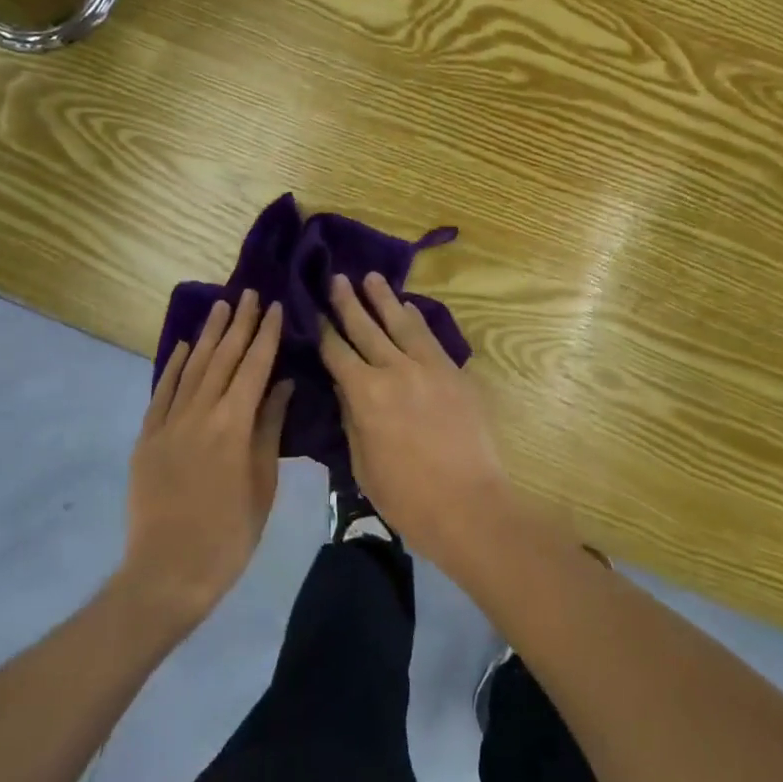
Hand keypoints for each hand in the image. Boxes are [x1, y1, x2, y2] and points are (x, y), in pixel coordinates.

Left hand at [123, 291, 292, 629]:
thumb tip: (281, 383)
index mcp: (233, 424)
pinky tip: (185, 346)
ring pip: (193, 366)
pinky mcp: (147, 437)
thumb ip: (269, 428)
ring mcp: (170, 422)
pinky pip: (163, 391)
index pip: (254, 365)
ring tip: (221, 306)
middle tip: (249, 293)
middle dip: (239, 323)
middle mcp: (200, 412)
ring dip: (209, 334)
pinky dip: (175, 365)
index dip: (266, 334)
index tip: (274, 305)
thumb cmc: (229, 534)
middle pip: (223, 357)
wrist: (166, 576)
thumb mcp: (262, 483)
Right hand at [320, 273, 516, 570]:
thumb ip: (352, 419)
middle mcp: (395, 370)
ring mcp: (428, 366)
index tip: (313, 309)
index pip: (338, 353)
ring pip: (401, 322)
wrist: (469, 505)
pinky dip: (416, 318)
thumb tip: (345, 386)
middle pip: (366, 328)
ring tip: (371, 277)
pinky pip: (430, 336)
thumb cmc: (407, 497)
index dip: (323, 330)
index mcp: (366, 395)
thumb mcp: (363, 464)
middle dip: (348, 302)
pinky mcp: (453, 371)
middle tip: (337, 277)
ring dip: (384, 298)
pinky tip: (409, 307)